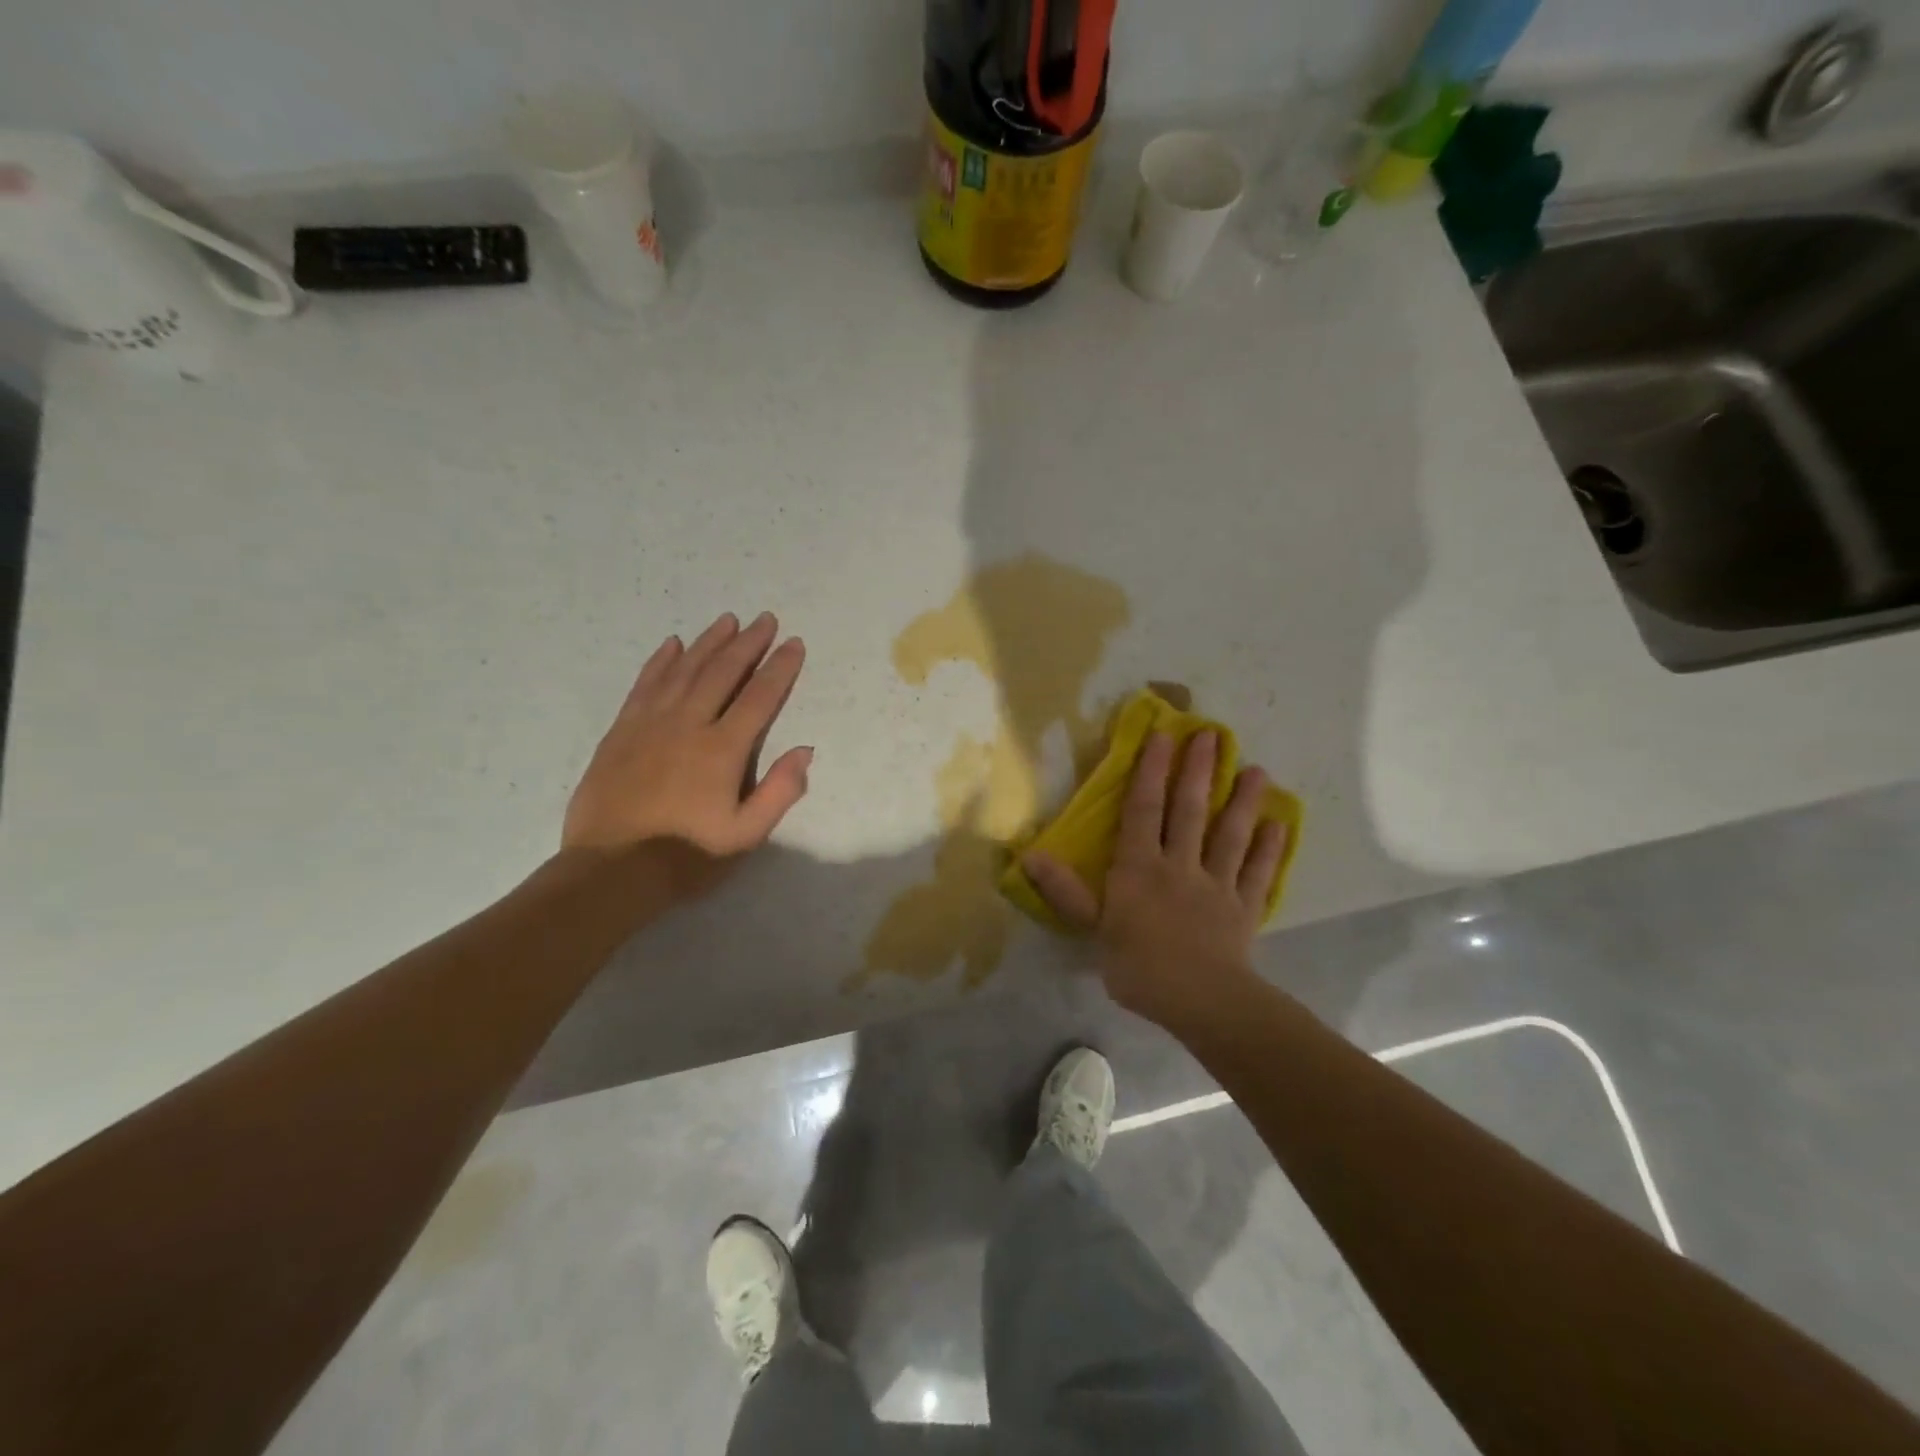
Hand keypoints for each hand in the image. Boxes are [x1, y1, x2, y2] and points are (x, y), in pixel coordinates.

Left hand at [562, 612, 811, 896]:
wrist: (611, 870)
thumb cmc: (687, 856)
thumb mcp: (746, 835)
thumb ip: (780, 791)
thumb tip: (805, 750)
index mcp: (722, 749)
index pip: (759, 697)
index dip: (780, 668)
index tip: (794, 644)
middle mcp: (688, 724)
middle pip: (722, 672)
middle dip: (748, 643)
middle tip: (765, 619)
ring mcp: (650, 723)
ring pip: (684, 670)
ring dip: (708, 642)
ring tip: (727, 621)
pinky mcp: (621, 731)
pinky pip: (644, 684)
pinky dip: (660, 661)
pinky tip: (673, 644)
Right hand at [1023, 730, 1286, 1029]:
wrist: (1201, 1000)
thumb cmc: (1139, 966)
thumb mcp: (1094, 929)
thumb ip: (1066, 891)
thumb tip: (1030, 856)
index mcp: (1140, 867)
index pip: (1144, 810)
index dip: (1151, 771)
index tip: (1162, 735)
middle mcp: (1180, 865)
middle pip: (1190, 811)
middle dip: (1199, 771)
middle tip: (1213, 734)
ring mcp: (1217, 884)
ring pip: (1230, 834)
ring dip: (1243, 801)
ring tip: (1257, 770)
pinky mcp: (1244, 907)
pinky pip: (1258, 872)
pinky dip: (1270, 848)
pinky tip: (1280, 824)